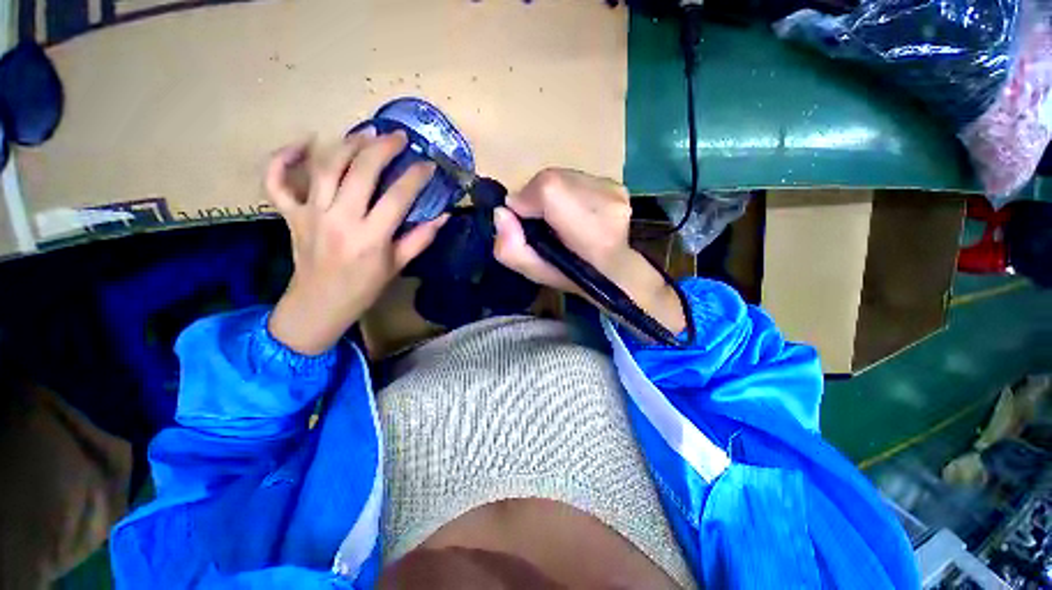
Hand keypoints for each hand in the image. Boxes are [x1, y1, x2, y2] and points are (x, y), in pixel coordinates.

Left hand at [266, 129, 447, 354]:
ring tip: (366, 133)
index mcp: (371, 237)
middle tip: (397, 136)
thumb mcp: (398, 265)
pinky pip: (276, 181)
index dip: (415, 177)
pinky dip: (283, 158)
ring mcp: (310, 214)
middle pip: (360, 172)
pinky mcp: (290, 214)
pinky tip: (303, 143)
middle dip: (382, 148)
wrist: (320, 304)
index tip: (428, 164)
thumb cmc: (364, 287)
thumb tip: (443, 216)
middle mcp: (340, 219)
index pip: (397, 197)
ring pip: (325, 167)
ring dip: (347, 144)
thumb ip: (421, 238)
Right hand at [493, 169, 685, 334]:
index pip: (547, 188)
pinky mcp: (617, 184)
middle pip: (553, 179)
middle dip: (536, 197)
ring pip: (564, 176)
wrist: (613, 271)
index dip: (526, 200)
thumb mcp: (534, 272)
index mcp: (590, 232)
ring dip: (550, 193)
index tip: (521, 219)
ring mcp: (615, 190)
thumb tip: (501, 213)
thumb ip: (510, 248)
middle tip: (538, 221)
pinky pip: (577, 178)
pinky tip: (572, 211)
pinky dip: (565, 191)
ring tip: (556, 217)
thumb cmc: (572, 275)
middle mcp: (607, 203)